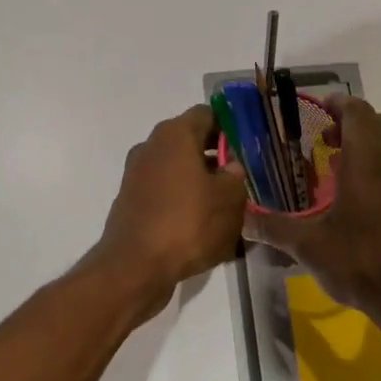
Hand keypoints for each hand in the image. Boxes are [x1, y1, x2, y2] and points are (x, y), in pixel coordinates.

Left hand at [91, 104, 248, 317]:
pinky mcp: (132, 202)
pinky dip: (183, 201)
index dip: (230, 125)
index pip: (207, 114)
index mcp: (175, 135)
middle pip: (191, 141)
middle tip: (243, 175)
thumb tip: (231, 167)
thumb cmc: (188, 223)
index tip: (249, 144)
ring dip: (200, 180)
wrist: (135, 267)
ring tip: (227, 204)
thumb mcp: (229, 199)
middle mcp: (151, 147)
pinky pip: (165, 192)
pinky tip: (202, 224)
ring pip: (178, 169)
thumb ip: (236, 176)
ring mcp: (137, 175)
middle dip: (217, 156)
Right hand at [245, 96, 380, 317]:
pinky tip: (364, 197)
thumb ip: (273, 227)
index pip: (357, 112)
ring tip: (339, 168)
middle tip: (323, 140)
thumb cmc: (362, 265)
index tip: (317, 109)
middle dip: (349, 124)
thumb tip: (240, 219)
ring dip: (367, 145)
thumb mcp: (310, 247)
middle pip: (376, 123)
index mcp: (369, 161)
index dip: (337, 104)